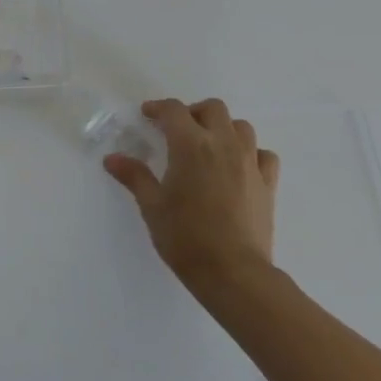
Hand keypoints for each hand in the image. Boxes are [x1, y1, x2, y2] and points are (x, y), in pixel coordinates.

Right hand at [104, 97, 279, 296]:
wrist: (233, 273)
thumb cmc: (185, 237)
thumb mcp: (152, 206)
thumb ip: (134, 176)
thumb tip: (112, 159)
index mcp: (190, 145)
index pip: (174, 110)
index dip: (158, 108)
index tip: (147, 115)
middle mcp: (223, 144)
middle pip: (213, 108)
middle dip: (193, 112)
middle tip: (179, 129)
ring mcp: (249, 163)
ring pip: (241, 127)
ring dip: (224, 128)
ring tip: (210, 145)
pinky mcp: (268, 184)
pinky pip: (264, 155)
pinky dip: (251, 153)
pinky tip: (239, 167)